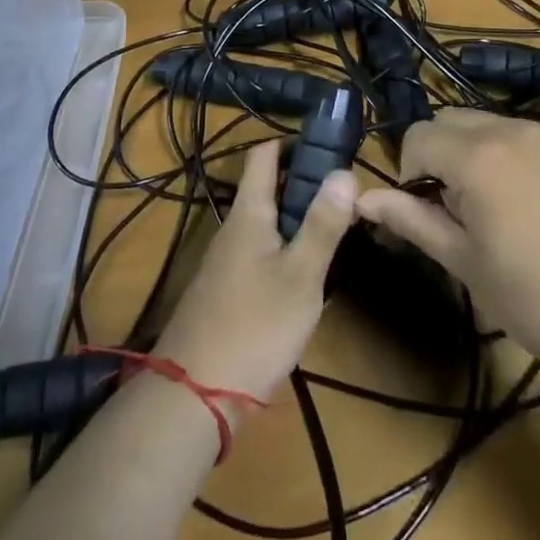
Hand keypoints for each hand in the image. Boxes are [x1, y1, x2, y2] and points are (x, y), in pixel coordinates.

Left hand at [152, 139, 355, 404]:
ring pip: (265, 224)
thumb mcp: (301, 277)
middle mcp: (233, 228)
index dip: (293, 143)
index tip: (329, 148)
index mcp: (249, 212)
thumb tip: (344, 171)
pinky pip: (259, 254)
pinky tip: (306, 278)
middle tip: (346, 197)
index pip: (264, 155)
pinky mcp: (225, 292)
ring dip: (297, 221)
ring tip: (336, 233)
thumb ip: (323, 225)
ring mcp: (225, 261)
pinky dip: (284, 252)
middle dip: (304, 186)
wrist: (193, 396)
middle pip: (267, 189)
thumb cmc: (254, 327)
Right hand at [357, 109, 539, 381]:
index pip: (419, 135)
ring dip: (495, 155)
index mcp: (479, 157)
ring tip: (520, 210)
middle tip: (469, 209)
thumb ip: (413, 220)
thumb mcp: (468, 266)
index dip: (412, 170)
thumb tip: (362, 197)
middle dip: (448, 155)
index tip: (430, 208)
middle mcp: (519, 128)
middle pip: (459, 121)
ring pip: (506, 127)